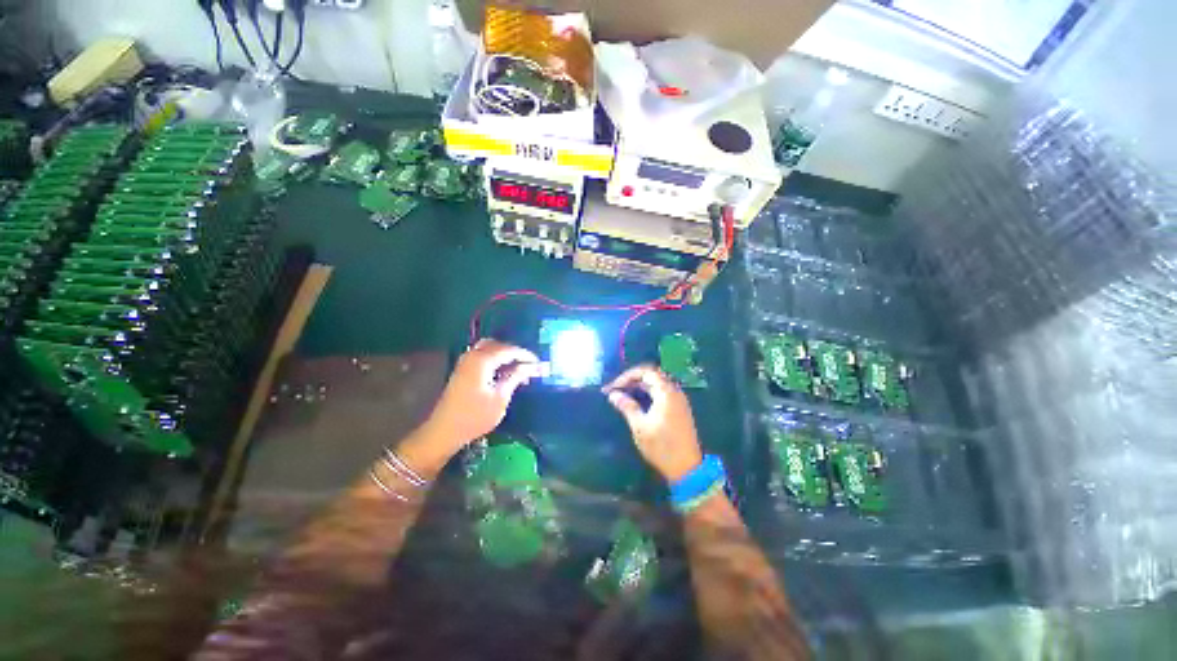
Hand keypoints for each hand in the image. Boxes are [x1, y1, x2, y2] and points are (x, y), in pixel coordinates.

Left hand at [424, 339, 542, 452]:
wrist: (444, 431)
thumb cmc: (475, 416)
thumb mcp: (500, 398)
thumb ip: (515, 377)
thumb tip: (531, 366)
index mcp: (482, 360)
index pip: (509, 350)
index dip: (525, 355)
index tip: (538, 363)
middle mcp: (472, 356)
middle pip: (498, 345)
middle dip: (514, 353)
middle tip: (528, 366)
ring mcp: (465, 362)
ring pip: (489, 349)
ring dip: (504, 356)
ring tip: (518, 370)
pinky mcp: (462, 371)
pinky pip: (482, 357)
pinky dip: (495, 361)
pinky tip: (503, 374)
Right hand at [605, 365, 702, 482]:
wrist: (687, 468)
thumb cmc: (661, 446)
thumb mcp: (640, 426)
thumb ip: (627, 406)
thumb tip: (613, 394)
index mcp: (666, 392)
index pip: (646, 372)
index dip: (628, 376)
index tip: (614, 386)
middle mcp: (674, 392)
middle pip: (651, 377)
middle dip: (632, 381)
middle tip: (616, 391)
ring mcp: (679, 401)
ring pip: (656, 386)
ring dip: (639, 388)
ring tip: (623, 397)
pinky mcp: (679, 410)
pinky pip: (662, 394)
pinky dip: (648, 395)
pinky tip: (637, 404)